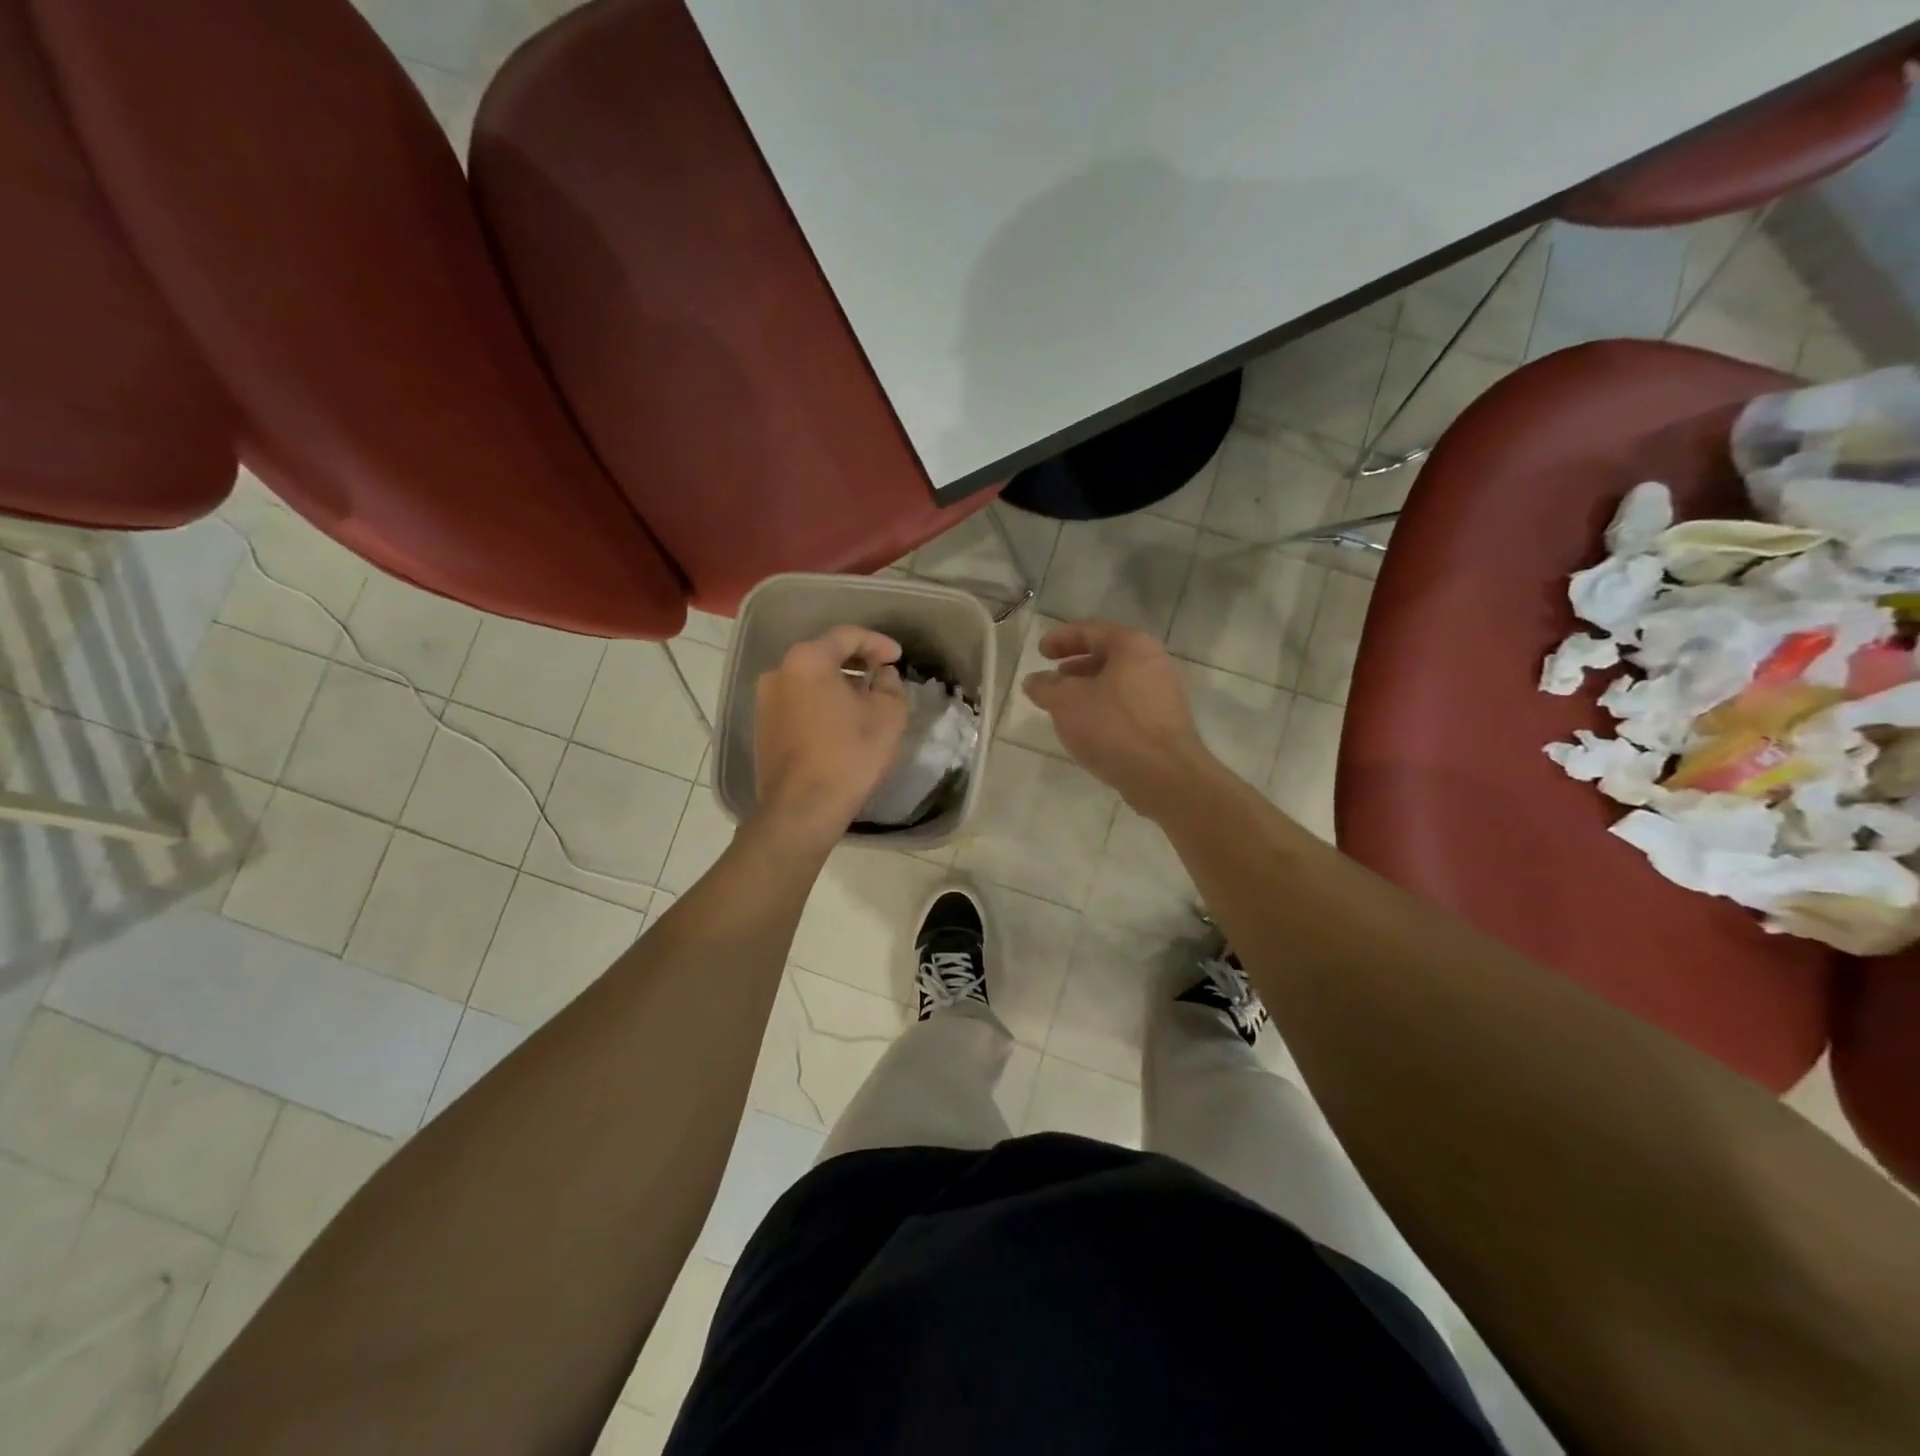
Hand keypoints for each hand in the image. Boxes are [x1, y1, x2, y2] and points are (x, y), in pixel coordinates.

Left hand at [754, 626, 908, 846]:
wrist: (803, 808)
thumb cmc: (850, 755)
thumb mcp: (888, 715)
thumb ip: (889, 684)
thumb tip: (881, 675)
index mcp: (807, 660)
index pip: (847, 636)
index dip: (877, 642)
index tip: (897, 657)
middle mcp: (779, 672)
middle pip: (823, 655)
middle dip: (855, 661)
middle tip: (882, 674)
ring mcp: (765, 701)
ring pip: (809, 680)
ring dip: (837, 684)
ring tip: (864, 700)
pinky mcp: (762, 727)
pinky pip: (797, 702)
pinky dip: (820, 704)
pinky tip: (840, 722)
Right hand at [1022, 620, 1221, 817]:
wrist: (1165, 776)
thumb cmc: (1113, 728)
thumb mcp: (1066, 703)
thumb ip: (1045, 688)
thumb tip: (1034, 681)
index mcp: (1132, 645)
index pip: (1090, 630)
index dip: (1061, 638)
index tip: (1040, 652)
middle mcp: (1153, 661)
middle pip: (1107, 654)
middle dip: (1076, 665)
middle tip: (1053, 677)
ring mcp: (1164, 692)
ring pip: (1118, 681)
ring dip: (1089, 688)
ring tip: (1065, 705)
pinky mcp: (1165, 721)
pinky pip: (1128, 704)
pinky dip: (1104, 707)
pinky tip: (1089, 728)